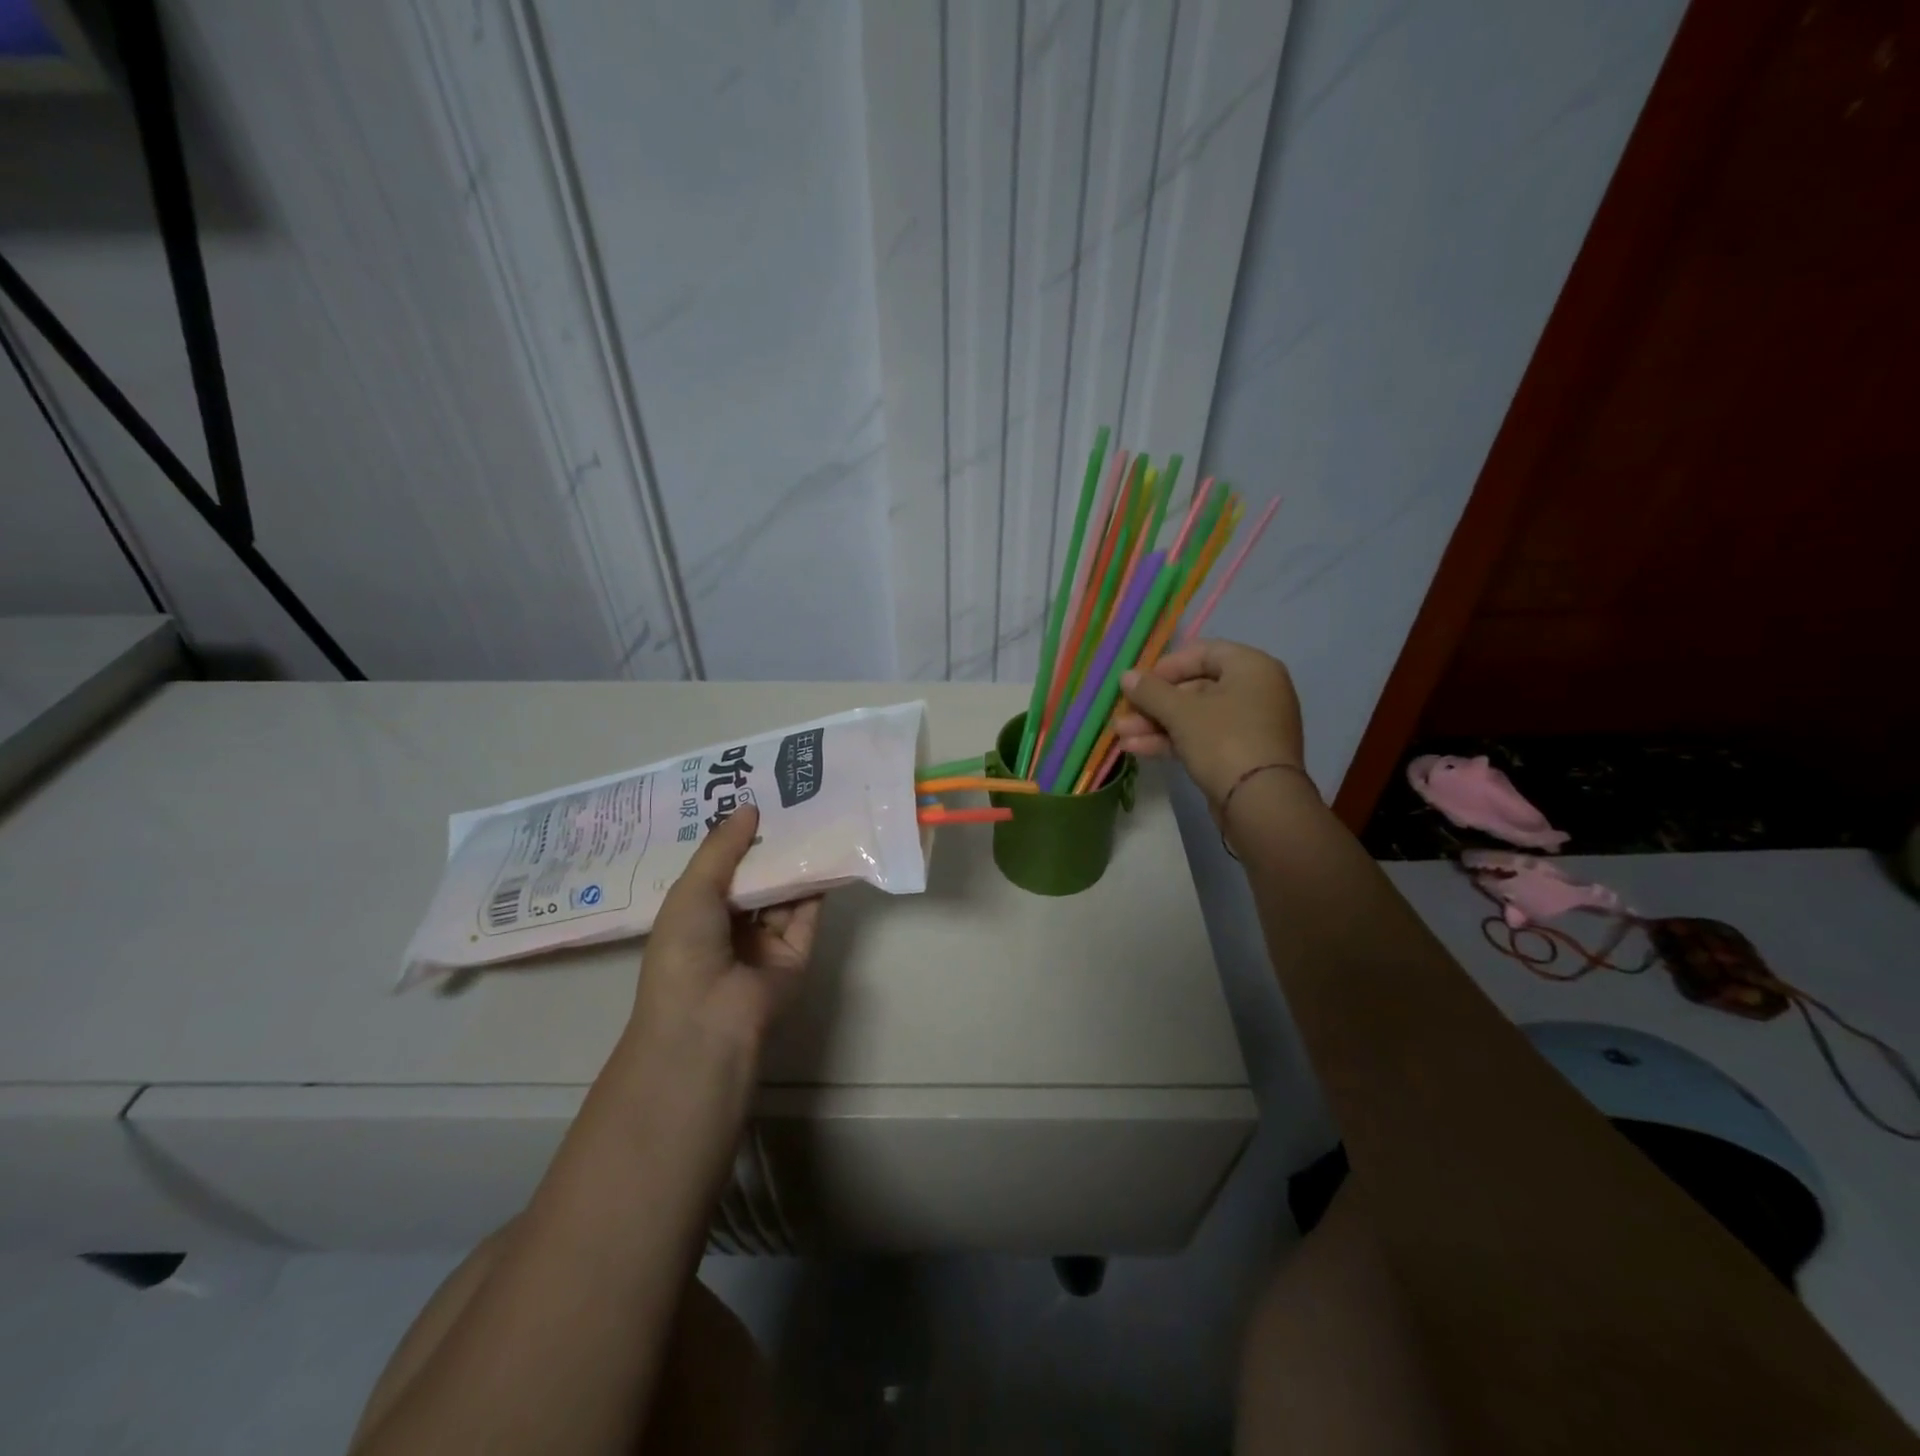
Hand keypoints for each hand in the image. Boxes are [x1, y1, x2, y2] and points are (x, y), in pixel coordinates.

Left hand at [628, 803, 820, 1064]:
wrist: (709, 1019)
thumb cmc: (685, 950)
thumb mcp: (693, 890)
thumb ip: (723, 848)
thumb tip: (749, 807)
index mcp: (695, 915)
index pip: (718, 869)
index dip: (734, 838)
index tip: (753, 799)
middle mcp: (730, 928)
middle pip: (755, 879)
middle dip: (769, 846)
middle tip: (789, 802)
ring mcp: (764, 944)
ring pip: (783, 895)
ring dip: (795, 863)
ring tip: (813, 819)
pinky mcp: (796, 955)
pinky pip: (807, 916)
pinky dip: (817, 889)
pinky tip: (827, 854)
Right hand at [1114, 640, 1305, 805]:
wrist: (1260, 802)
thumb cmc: (1224, 740)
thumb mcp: (1181, 712)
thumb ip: (1150, 691)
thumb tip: (1126, 676)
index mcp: (1252, 668)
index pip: (1204, 653)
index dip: (1167, 666)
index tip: (1140, 683)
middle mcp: (1256, 691)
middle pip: (1196, 688)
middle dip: (1155, 704)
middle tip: (1124, 714)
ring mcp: (1250, 725)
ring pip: (1196, 717)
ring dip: (1157, 725)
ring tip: (1122, 735)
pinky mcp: (1241, 755)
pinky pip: (1203, 738)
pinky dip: (1173, 741)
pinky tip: (1138, 749)